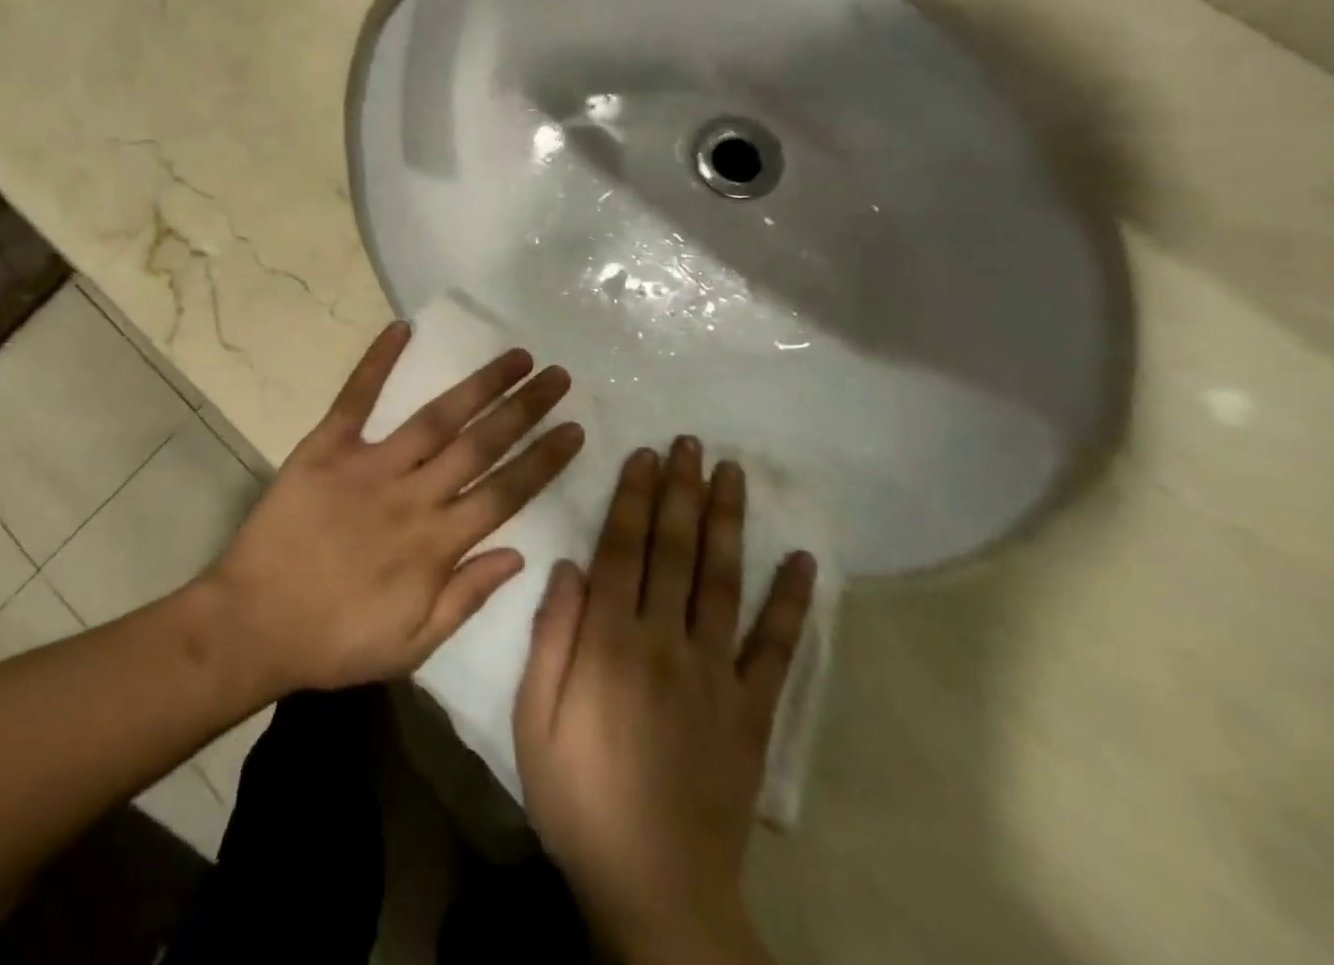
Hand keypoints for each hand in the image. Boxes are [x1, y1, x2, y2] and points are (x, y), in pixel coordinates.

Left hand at [207, 321, 585, 693]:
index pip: (505, 492)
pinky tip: (401, 329)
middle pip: (480, 444)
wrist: (252, 624)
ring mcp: (369, 465)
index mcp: (436, 544)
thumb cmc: (335, 640)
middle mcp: (412, 495)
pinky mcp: (326, 447)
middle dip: (525, 409)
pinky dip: (376, 362)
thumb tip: (519, 552)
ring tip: (514, 356)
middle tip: (557, 376)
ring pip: (436, 418)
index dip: (543, 459)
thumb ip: (467, 596)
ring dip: (478, 384)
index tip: (574, 429)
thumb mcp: (412, 645)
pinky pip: (355, 398)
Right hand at [514, 438, 815, 964]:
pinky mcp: (753, 710)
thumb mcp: (535, 719)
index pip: (622, 548)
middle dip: (679, 491)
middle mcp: (665, 641)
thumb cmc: (580, 797)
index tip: (644, 454)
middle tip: (689, 443)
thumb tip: (567, 564)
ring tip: (729, 473)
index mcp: (610, 641)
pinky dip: (790, 602)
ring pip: (722, 581)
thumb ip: (551, 637)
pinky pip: (776, 648)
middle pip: (674, 550)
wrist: (656, 889)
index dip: (632, 496)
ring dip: (727, 522)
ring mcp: (716, 673)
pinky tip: (798, 560)